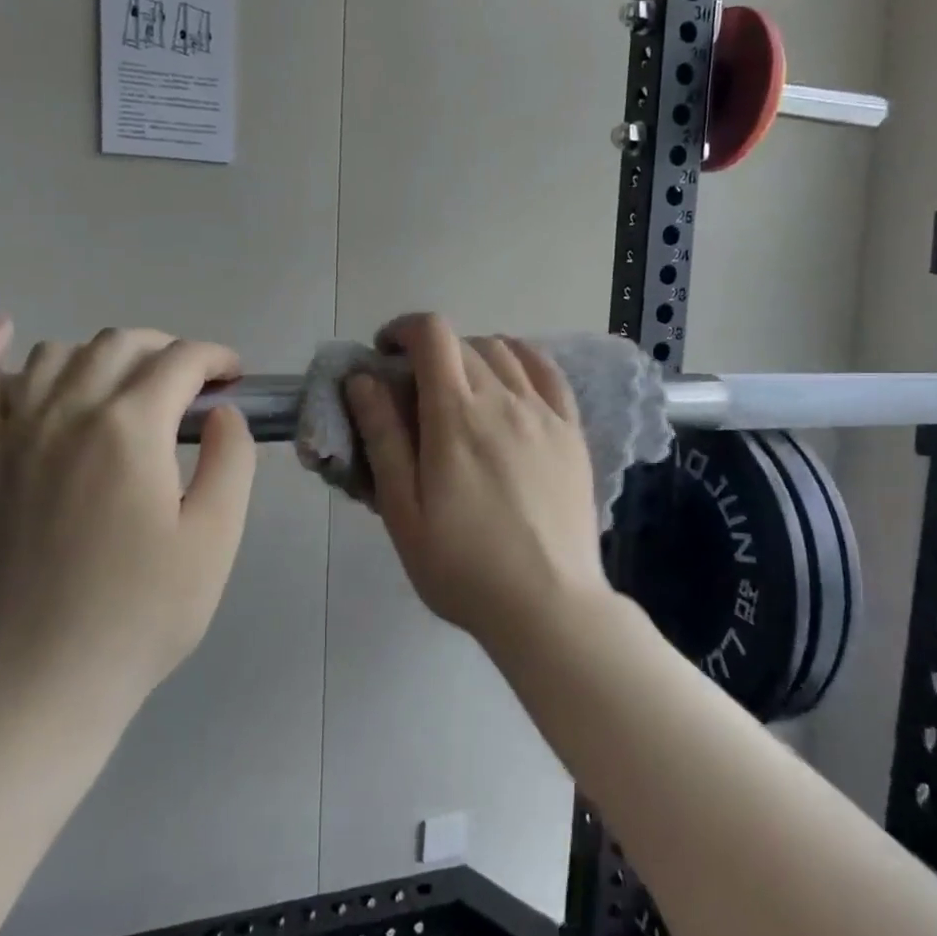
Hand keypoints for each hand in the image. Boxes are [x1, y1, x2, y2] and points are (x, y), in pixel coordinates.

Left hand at [0, 318, 256, 725]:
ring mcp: (9, 434)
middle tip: (192, 384)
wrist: (40, 680)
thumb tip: (222, 413)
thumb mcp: (216, 539)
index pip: (181, 361)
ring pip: (58, 355)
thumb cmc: (142, 614)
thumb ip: (231, 461)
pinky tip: (1, 328)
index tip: (235, 377)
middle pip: (121, 345)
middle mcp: (67, 413)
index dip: (216, 358)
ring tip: (128, 384)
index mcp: (132, 429)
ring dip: (103, 354)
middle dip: (167, 350)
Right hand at [344, 314, 611, 644]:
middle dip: (429, 351)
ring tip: (458, 390)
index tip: (385, 355)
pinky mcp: (572, 432)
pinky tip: (510, 380)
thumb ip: (383, 439)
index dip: (403, 330)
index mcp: (456, 417)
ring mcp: (545, 413)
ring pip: (504, 352)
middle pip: (463, 343)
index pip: (432, 335)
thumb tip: (364, 379)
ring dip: (471, 355)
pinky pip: (548, 372)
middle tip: (412, 390)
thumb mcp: (404, 512)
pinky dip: (521, 360)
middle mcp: (504, 400)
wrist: (549, 605)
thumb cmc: (463, 567)